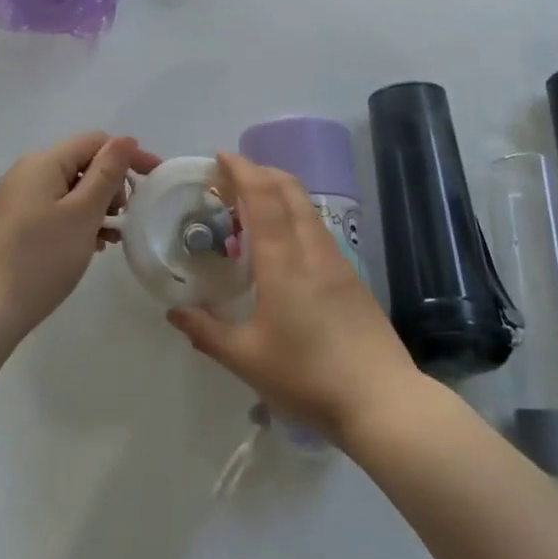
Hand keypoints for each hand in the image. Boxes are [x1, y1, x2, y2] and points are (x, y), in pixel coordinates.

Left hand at [0, 132, 160, 337]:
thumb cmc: (42, 258)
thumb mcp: (83, 213)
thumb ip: (107, 172)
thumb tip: (125, 140)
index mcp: (43, 162)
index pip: (95, 142)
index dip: (128, 156)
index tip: (155, 180)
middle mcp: (27, 171)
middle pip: (82, 163)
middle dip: (111, 184)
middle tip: (124, 218)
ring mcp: (17, 196)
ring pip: (70, 187)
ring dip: (96, 205)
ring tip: (110, 236)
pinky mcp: (14, 221)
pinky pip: (55, 206)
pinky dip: (77, 219)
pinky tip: (88, 245)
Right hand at [167, 152, 419, 443]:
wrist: (383, 401)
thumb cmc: (308, 377)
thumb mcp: (247, 359)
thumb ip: (207, 332)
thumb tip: (175, 312)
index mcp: (283, 262)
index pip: (263, 198)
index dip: (242, 171)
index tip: (221, 157)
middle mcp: (311, 250)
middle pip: (289, 190)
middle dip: (261, 172)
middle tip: (231, 177)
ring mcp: (337, 261)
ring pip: (306, 207)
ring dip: (279, 192)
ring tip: (252, 207)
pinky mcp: (351, 277)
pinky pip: (316, 228)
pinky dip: (294, 215)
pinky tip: (282, 244)